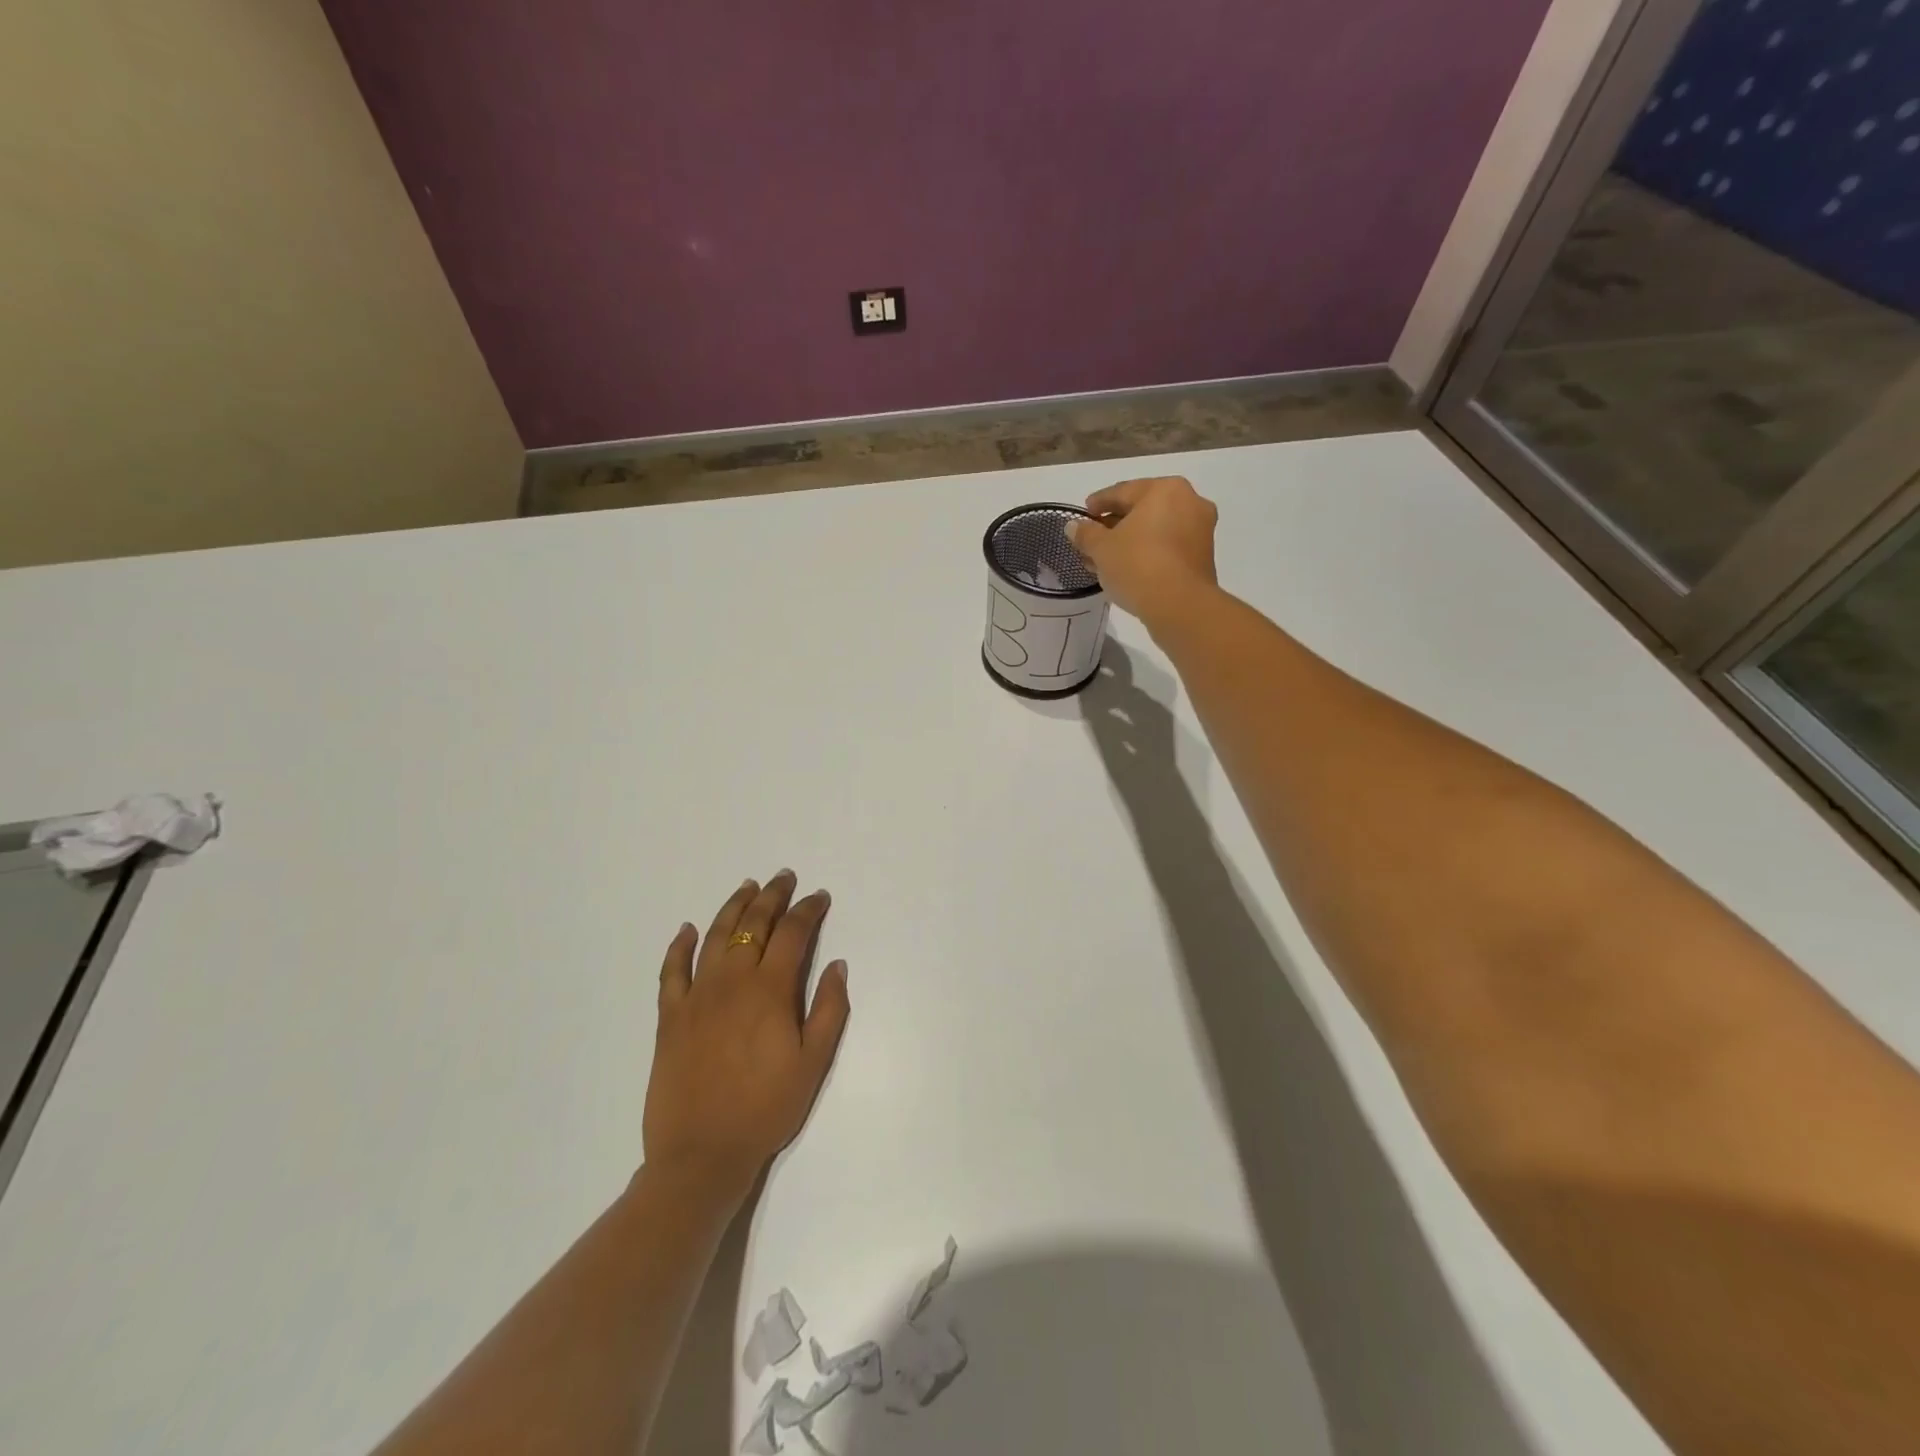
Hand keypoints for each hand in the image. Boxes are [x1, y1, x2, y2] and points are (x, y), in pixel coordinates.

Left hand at [643, 871, 850, 1205]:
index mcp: (770, 990)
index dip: (808, 910)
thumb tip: (838, 965)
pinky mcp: (670, 1016)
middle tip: (784, 878)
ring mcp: (696, 996)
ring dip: (734, 907)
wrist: (701, 1154)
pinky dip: (680, 945)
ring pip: (716, 936)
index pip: (793, 933)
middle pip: (754, 924)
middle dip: (773, 896)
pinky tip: (688, 929)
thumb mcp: (814, 1063)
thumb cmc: (766, 1109)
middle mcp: (732, 981)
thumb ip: (829, 1009)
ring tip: (747, 887)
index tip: (819, 897)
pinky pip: (672, 970)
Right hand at [1068, 476, 1218, 624]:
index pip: (1122, 492)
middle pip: (1142, 510)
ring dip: (1129, 542)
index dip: (1098, 503)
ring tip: (1105, 560)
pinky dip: (1147, 553)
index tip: (1083, 515)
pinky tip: (1128, 569)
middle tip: (1092, 541)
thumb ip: (1086, 533)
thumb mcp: (1101, 549)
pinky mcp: (1203, 556)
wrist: (1180, 606)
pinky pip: (1168, 547)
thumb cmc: (1137, 565)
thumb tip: (1073, 526)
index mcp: (1165, 489)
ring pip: (1155, 530)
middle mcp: (1189, 501)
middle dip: (1114, 526)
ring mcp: (1200, 529)